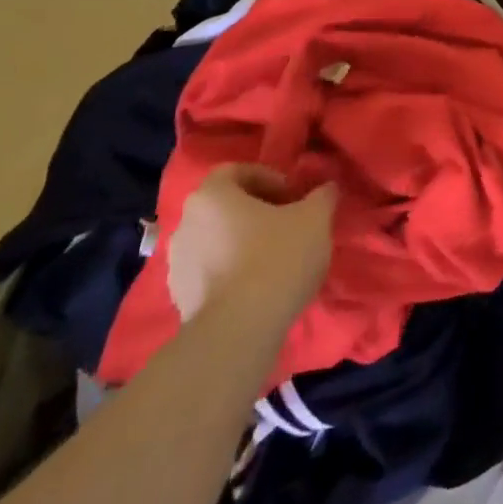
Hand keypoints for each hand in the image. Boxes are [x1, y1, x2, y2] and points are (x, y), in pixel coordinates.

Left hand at [167, 164, 335, 323]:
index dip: (268, 178)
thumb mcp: (315, 218)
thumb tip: (325, 189)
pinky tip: (259, 287)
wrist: (238, 332)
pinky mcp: (179, 301)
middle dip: (257, 212)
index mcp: (211, 196)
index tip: (293, 196)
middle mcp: (184, 225)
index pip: (236, 171)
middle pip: (225, 207)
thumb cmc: (276, 258)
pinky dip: (232, 273)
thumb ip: (322, 196)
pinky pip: (210, 273)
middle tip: (288, 224)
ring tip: (275, 259)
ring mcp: (176, 266)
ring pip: (216, 241)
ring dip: (243, 243)